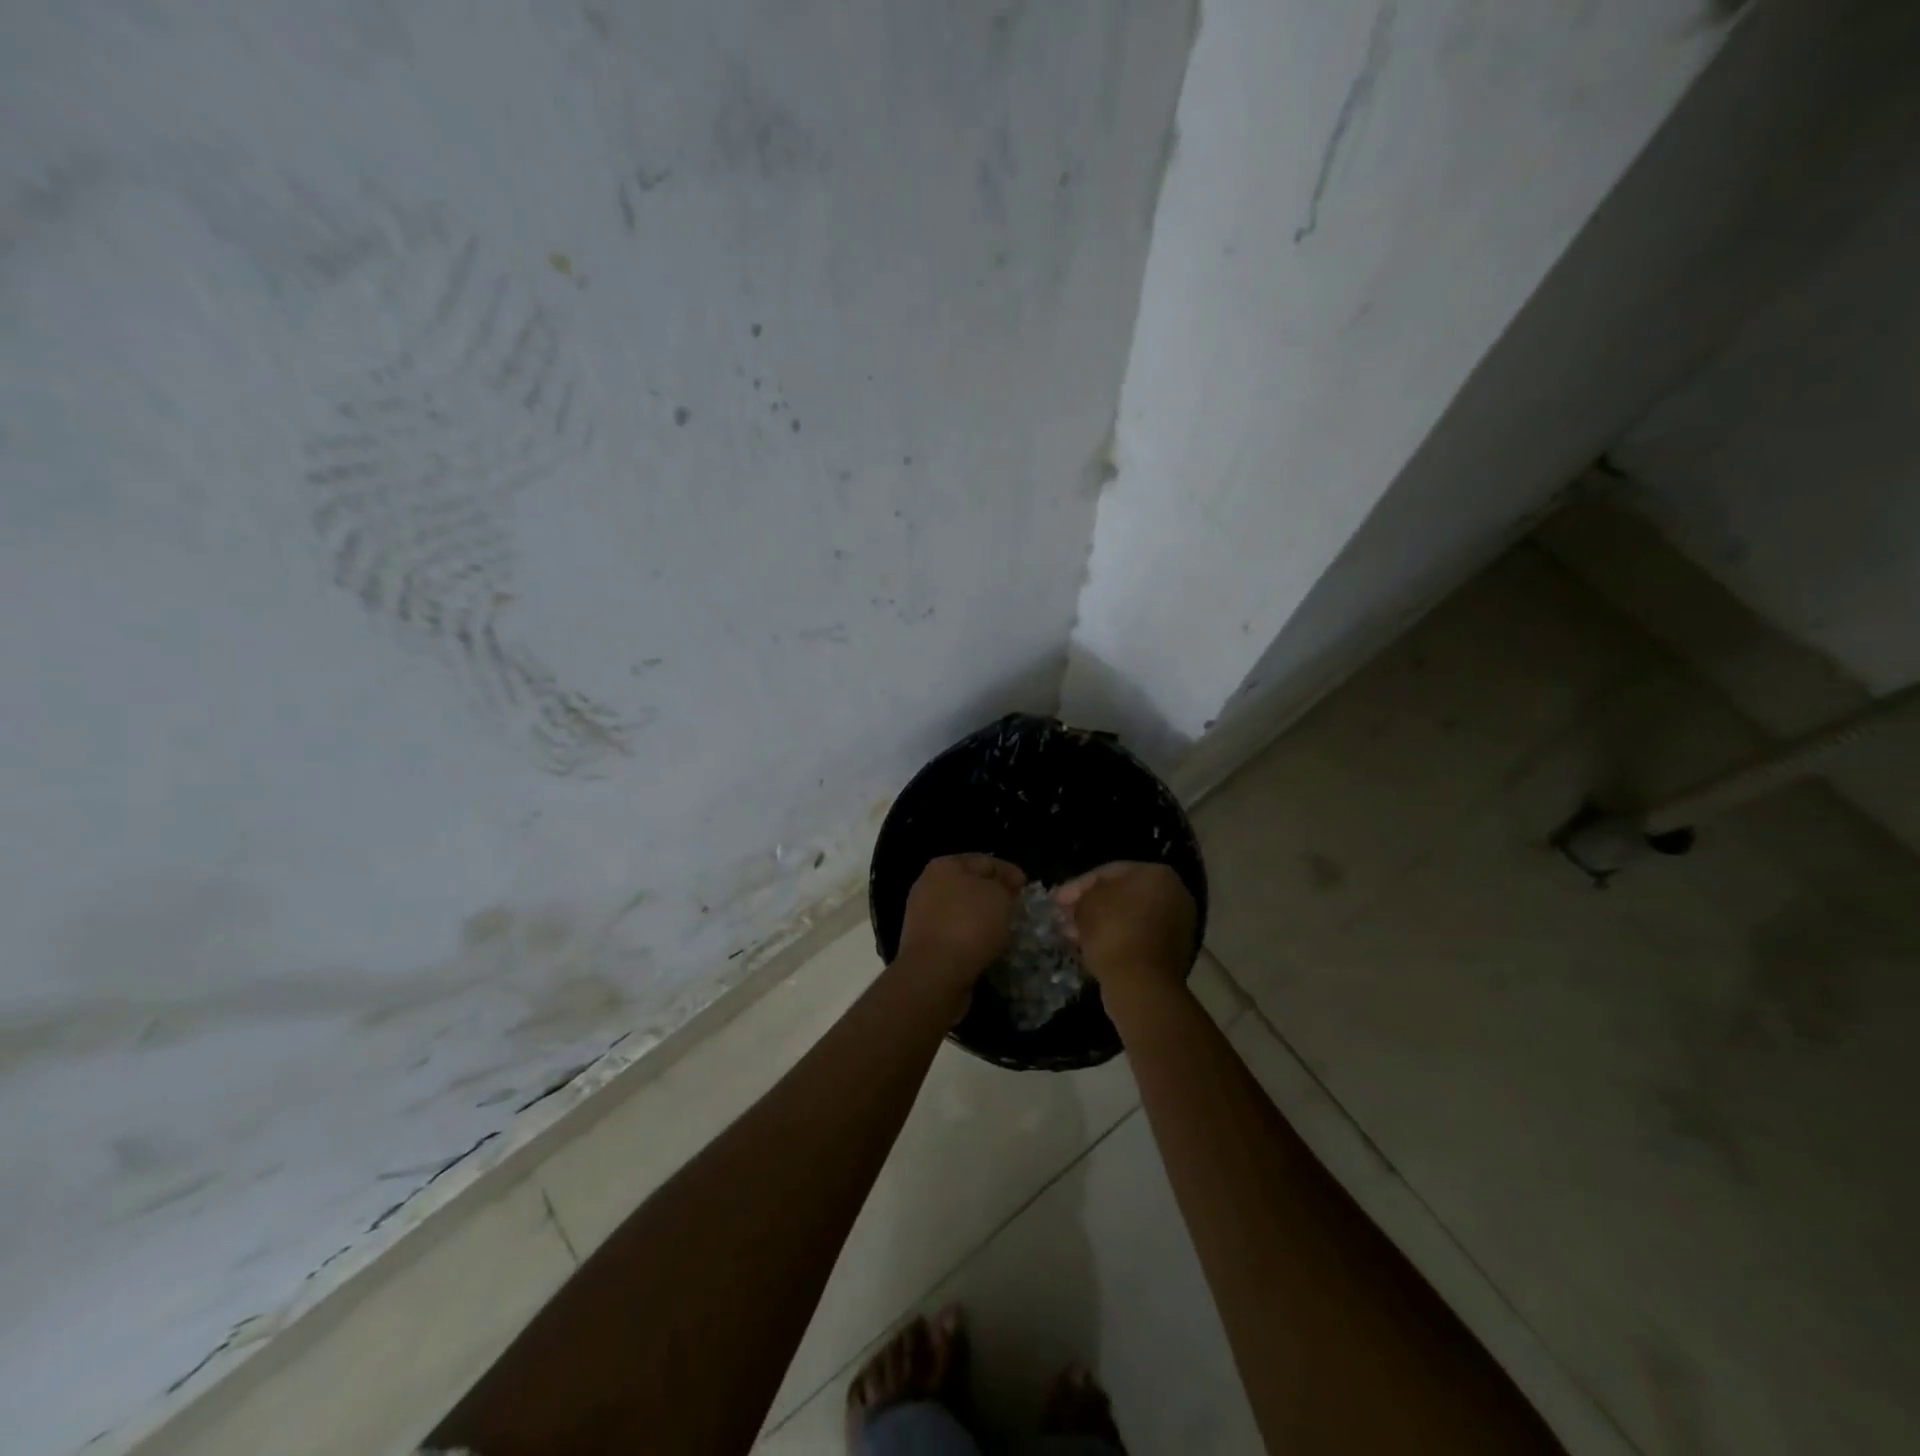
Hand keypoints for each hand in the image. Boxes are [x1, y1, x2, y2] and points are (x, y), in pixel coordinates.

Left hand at [897, 854, 1026, 990]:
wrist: (934, 972)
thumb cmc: (969, 923)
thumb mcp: (999, 895)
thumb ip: (1005, 886)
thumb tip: (1002, 889)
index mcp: (945, 865)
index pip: (985, 861)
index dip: (1009, 872)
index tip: (1027, 888)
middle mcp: (928, 884)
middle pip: (970, 885)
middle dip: (994, 895)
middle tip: (1017, 908)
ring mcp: (922, 914)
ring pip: (961, 910)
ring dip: (982, 918)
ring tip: (1005, 929)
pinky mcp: (923, 942)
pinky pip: (954, 933)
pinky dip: (970, 937)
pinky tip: (986, 946)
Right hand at [1053, 862, 1196, 996]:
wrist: (1141, 983)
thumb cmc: (1113, 931)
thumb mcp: (1086, 904)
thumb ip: (1081, 895)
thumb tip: (1079, 902)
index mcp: (1157, 874)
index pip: (1109, 872)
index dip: (1077, 884)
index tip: (1056, 900)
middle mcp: (1174, 894)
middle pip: (1122, 895)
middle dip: (1090, 904)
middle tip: (1064, 916)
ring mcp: (1177, 925)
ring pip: (1129, 918)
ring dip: (1100, 923)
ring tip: (1072, 934)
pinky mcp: (1173, 953)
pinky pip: (1138, 938)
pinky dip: (1116, 939)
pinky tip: (1091, 947)